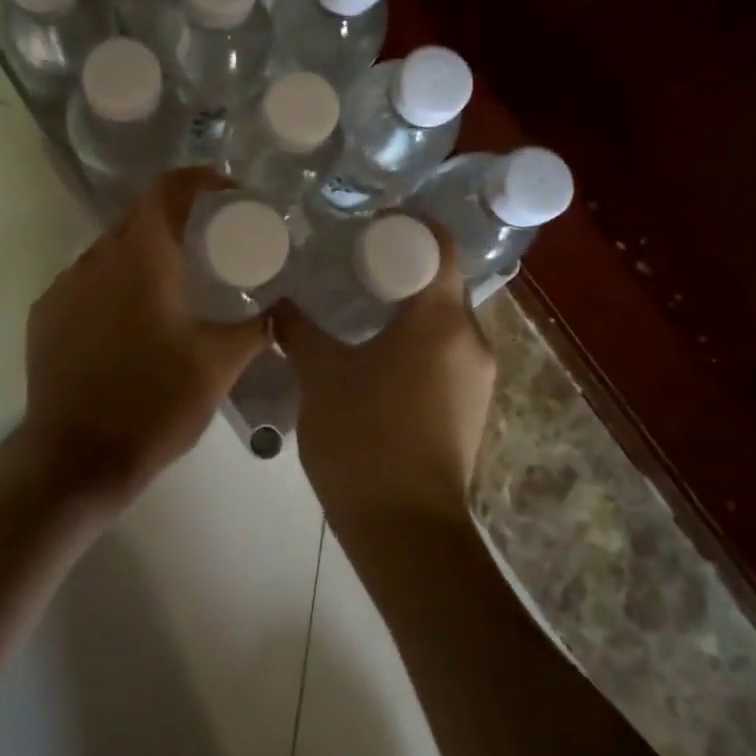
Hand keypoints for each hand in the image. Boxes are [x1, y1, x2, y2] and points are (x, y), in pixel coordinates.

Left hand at [21, 168, 268, 507]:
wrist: (75, 459)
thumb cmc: (154, 405)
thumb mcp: (218, 366)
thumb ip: (255, 329)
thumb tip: (279, 310)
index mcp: (141, 259)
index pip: (167, 190)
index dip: (199, 179)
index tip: (228, 192)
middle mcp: (96, 259)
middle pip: (138, 215)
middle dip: (175, 217)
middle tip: (209, 239)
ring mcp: (64, 286)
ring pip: (110, 249)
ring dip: (143, 252)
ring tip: (173, 281)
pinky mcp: (45, 314)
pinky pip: (85, 280)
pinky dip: (113, 282)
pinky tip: (130, 318)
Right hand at [275, 219, 496, 531]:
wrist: (406, 532)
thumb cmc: (364, 439)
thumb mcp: (321, 376)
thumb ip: (299, 329)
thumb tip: (279, 301)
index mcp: (442, 320)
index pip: (439, 245)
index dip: (407, 225)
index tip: (366, 223)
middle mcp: (472, 340)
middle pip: (441, 281)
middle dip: (399, 266)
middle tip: (350, 261)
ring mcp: (477, 377)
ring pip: (443, 320)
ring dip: (406, 306)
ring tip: (357, 304)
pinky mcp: (470, 407)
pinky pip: (445, 352)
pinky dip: (415, 339)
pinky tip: (375, 352)